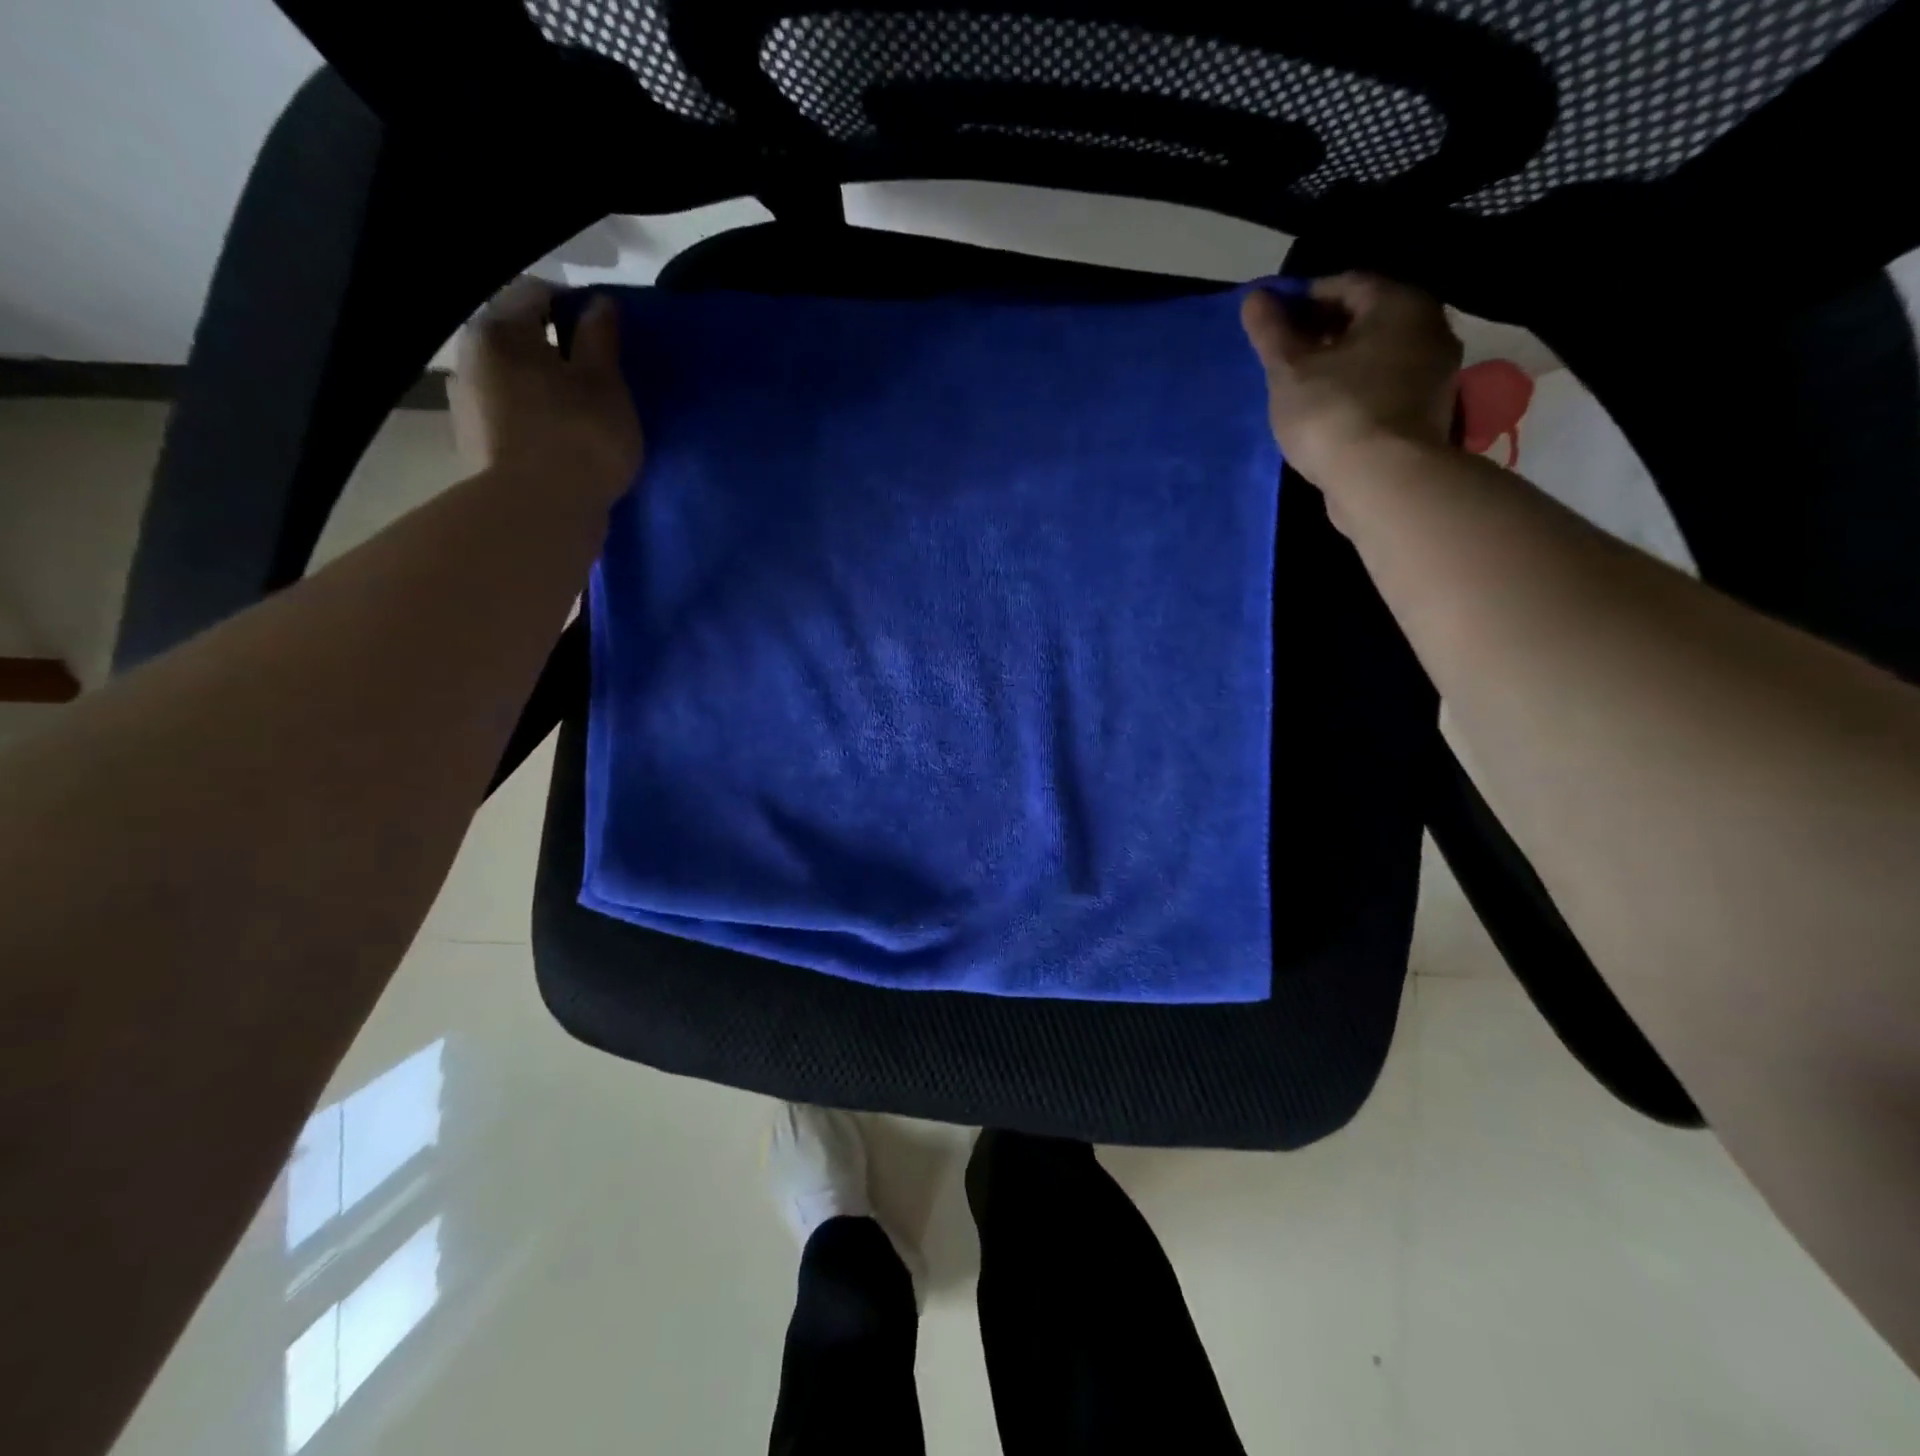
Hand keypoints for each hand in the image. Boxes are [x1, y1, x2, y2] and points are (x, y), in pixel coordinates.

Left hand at [449, 278, 642, 505]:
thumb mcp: (605, 384)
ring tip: (581, 418)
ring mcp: (466, 403)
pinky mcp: (475, 445)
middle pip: (519, 337)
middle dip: (557, 351)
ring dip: (544, 389)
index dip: (577, 308)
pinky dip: (534, 420)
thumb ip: (600, 339)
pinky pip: (509, 416)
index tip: (608, 340)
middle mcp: (470, 355)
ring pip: (513, 380)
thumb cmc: (579, 438)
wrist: (538, 513)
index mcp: (500, 329)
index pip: (538, 292)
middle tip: (599, 381)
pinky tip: (561, 445)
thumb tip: (599, 303)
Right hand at [1240, 273, 1461, 486]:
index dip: (1302, 299)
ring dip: (1339, 363)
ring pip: (1377, 354)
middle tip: (1282, 356)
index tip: (1270, 324)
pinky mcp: (1427, 412)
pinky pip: (1384, 386)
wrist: (1382, 481)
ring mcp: (1433, 372)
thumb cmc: (1333, 413)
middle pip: (1366, 317)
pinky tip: (1326, 411)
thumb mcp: (1290, 370)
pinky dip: (1356, 389)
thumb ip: (1271, 332)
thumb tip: (1254, 297)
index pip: (1344, 284)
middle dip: (1322, 331)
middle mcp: (1428, 326)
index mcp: (1399, 303)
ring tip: (1300, 386)